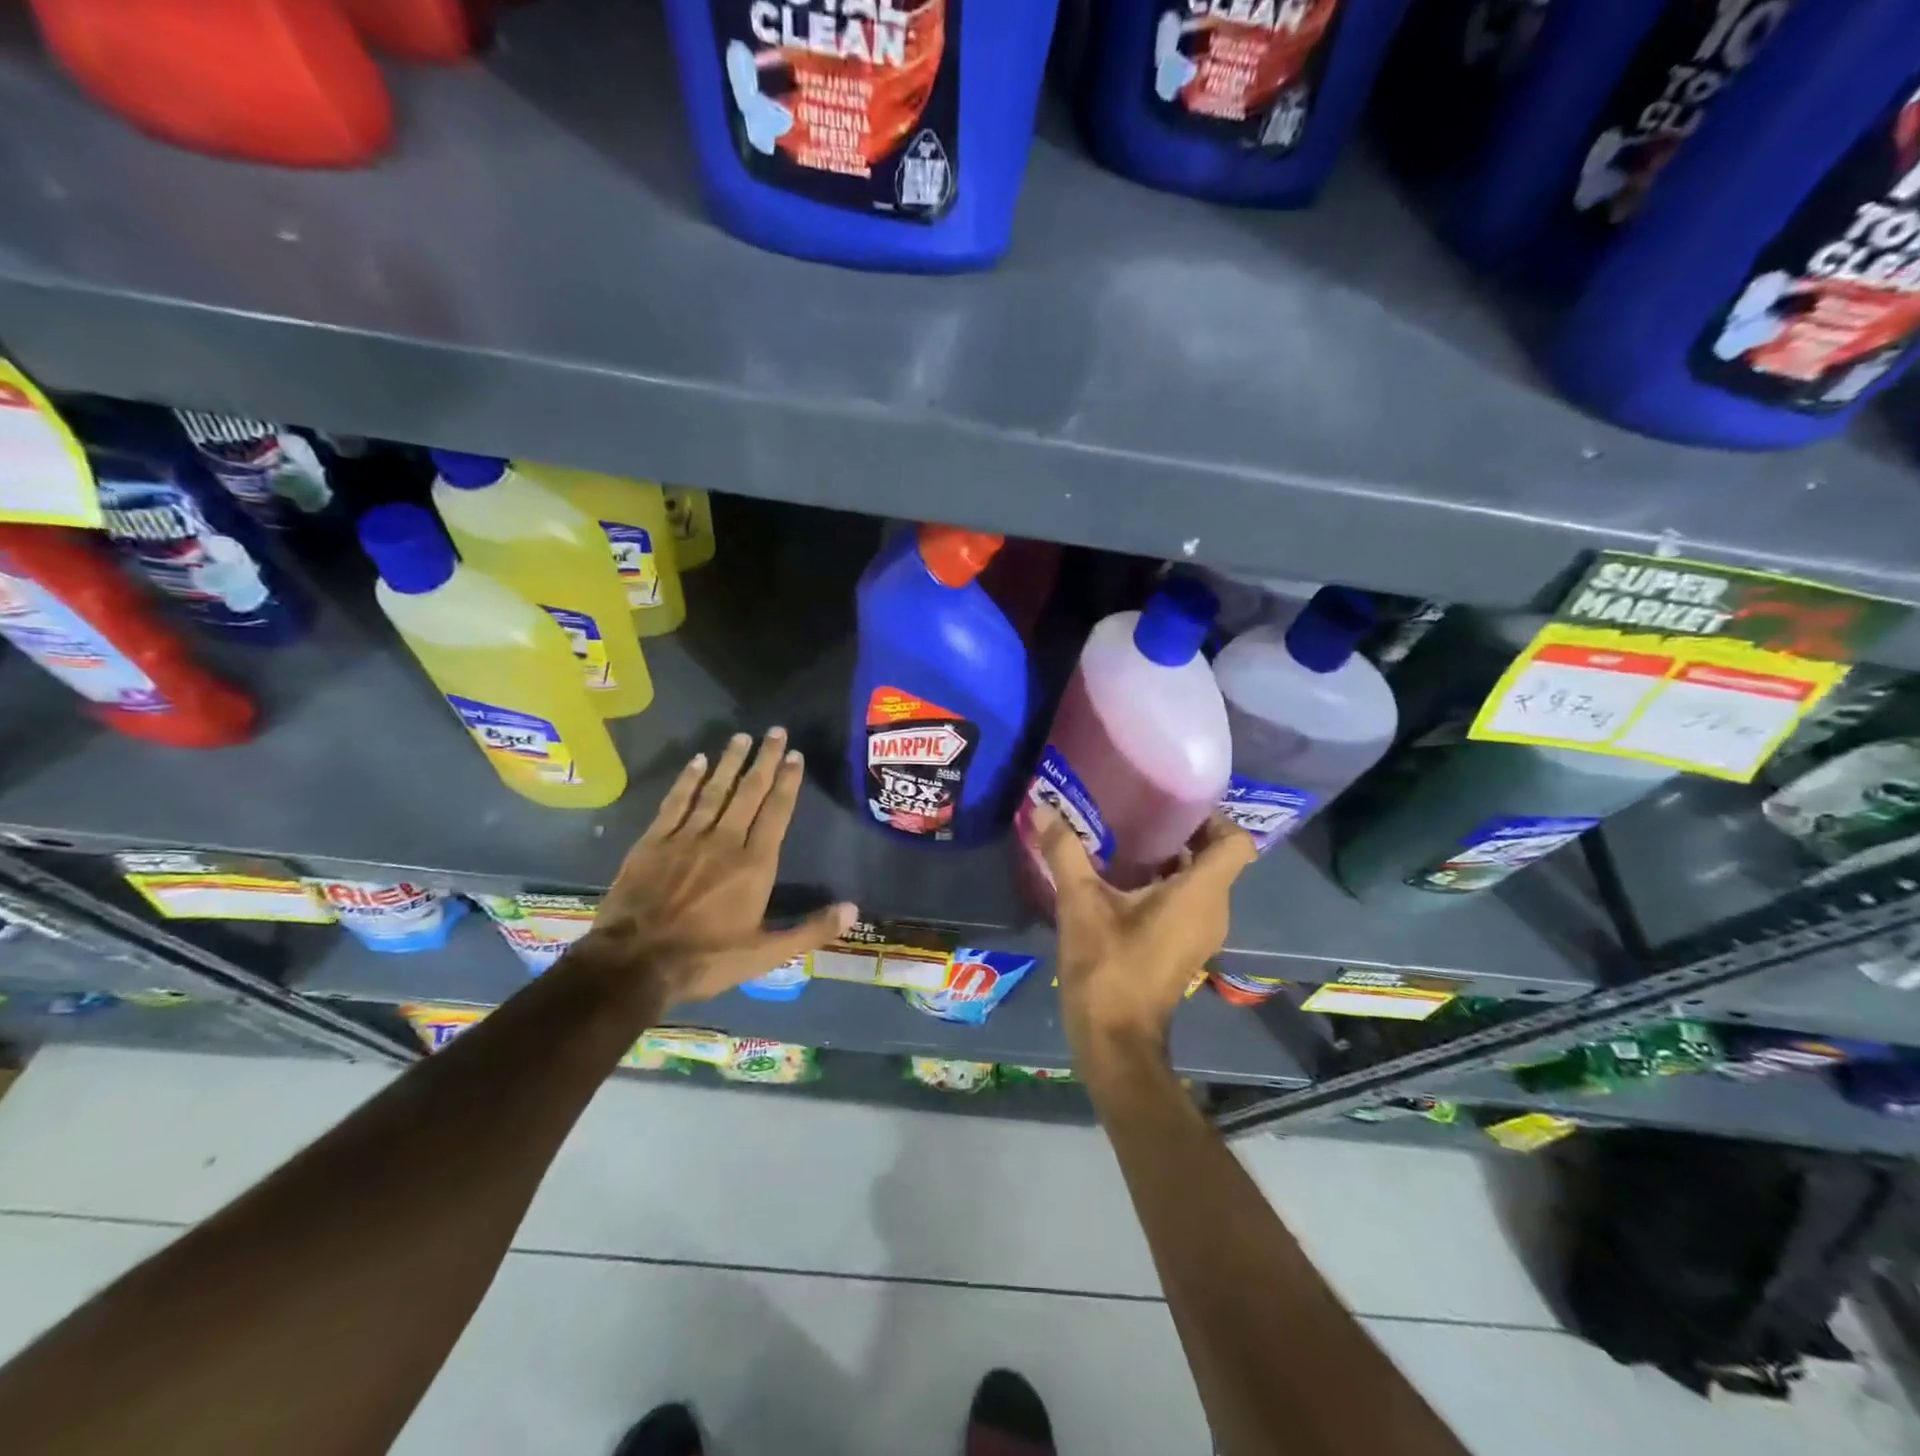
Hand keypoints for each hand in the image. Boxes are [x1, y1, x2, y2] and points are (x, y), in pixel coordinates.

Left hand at [581, 728, 856, 1006]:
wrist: (634, 963)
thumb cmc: (705, 959)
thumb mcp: (765, 954)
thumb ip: (810, 930)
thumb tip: (854, 910)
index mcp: (754, 865)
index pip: (776, 812)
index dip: (787, 782)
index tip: (795, 755)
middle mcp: (724, 841)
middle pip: (749, 792)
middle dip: (764, 760)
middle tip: (775, 731)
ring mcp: (686, 838)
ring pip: (714, 790)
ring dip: (730, 762)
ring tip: (742, 737)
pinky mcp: (654, 842)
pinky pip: (676, 802)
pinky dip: (688, 780)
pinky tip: (698, 761)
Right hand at [1034, 805, 1255, 1067]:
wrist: (1115, 1040)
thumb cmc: (1107, 968)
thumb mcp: (1080, 904)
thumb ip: (1065, 852)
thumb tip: (1042, 806)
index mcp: (1200, 894)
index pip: (1236, 843)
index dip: (1214, 818)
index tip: (1176, 804)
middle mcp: (1213, 910)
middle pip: (1219, 857)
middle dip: (1187, 831)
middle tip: (1145, 810)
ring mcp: (1203, 932)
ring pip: (1204, 880)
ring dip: (1175, 857)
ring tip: (1132, 837)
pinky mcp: (1187, 946)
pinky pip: (1191, 901)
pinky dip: (1169, 882)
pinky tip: (1127, 878)